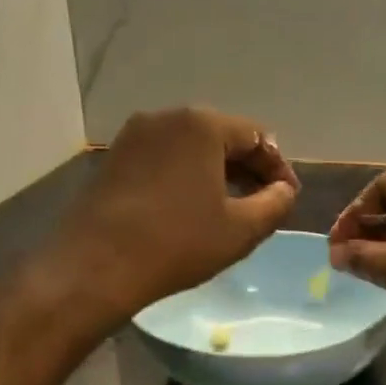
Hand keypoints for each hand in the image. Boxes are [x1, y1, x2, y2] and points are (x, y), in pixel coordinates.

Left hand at [52, 107, 299, 319]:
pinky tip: (192, 207)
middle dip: (247, 167)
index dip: (278, 167)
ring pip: (190, 148)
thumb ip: (275, 203)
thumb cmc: (178, 244)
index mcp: (202, 125)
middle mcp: (166, 118)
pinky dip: (186, 176)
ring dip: (216, 172)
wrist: (96, 266)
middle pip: (221, 136)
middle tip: (264, 201)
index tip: (288, 197)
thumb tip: (284, 190)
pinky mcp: (114, 159)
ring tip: (231, 207)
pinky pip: (163, 159)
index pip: (256, 136)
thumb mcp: (242, 229)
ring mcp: (134, 136)